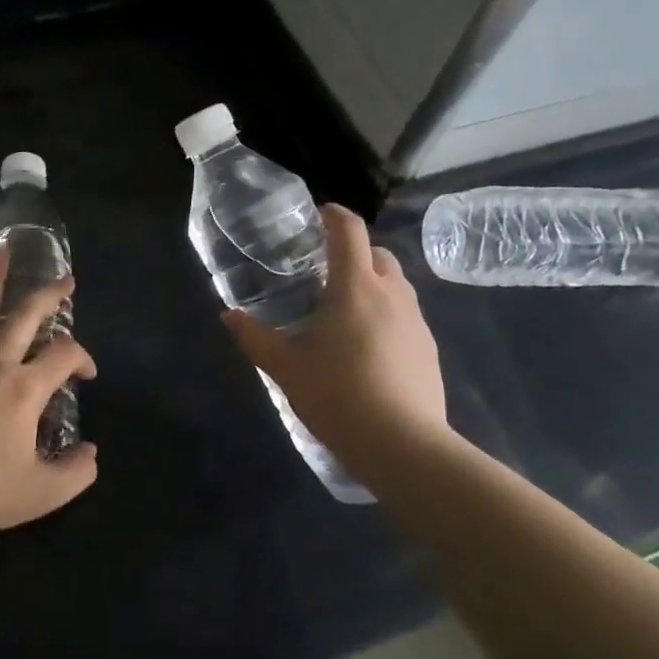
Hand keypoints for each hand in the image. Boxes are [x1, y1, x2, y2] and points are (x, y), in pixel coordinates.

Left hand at [0, 249, 97, 533]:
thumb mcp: (43, 492)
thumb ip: (76, 471)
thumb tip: (90, 452)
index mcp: (25, 388)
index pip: (64, 353)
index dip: (83, 358)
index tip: (87, 376)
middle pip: (27, 314)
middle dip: (50, 294)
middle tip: (66, 281)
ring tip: (4, 254)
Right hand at [223, 203, 451, 466]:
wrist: (403, 445)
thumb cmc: (337, 394)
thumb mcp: (285, 367)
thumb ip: (255, 337)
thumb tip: (229, 316)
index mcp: (355, 287)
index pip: (349, 230)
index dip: (334, 215)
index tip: (318, 213)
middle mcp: (392, 294)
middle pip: (378, 253)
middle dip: (354, 250)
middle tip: (324, 269)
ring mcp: (417, 321)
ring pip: (396, 284)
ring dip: (372, 283)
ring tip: (344, 309)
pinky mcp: (429, 349)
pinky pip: (406, 315)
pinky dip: (386, 314)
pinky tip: (367, 346)